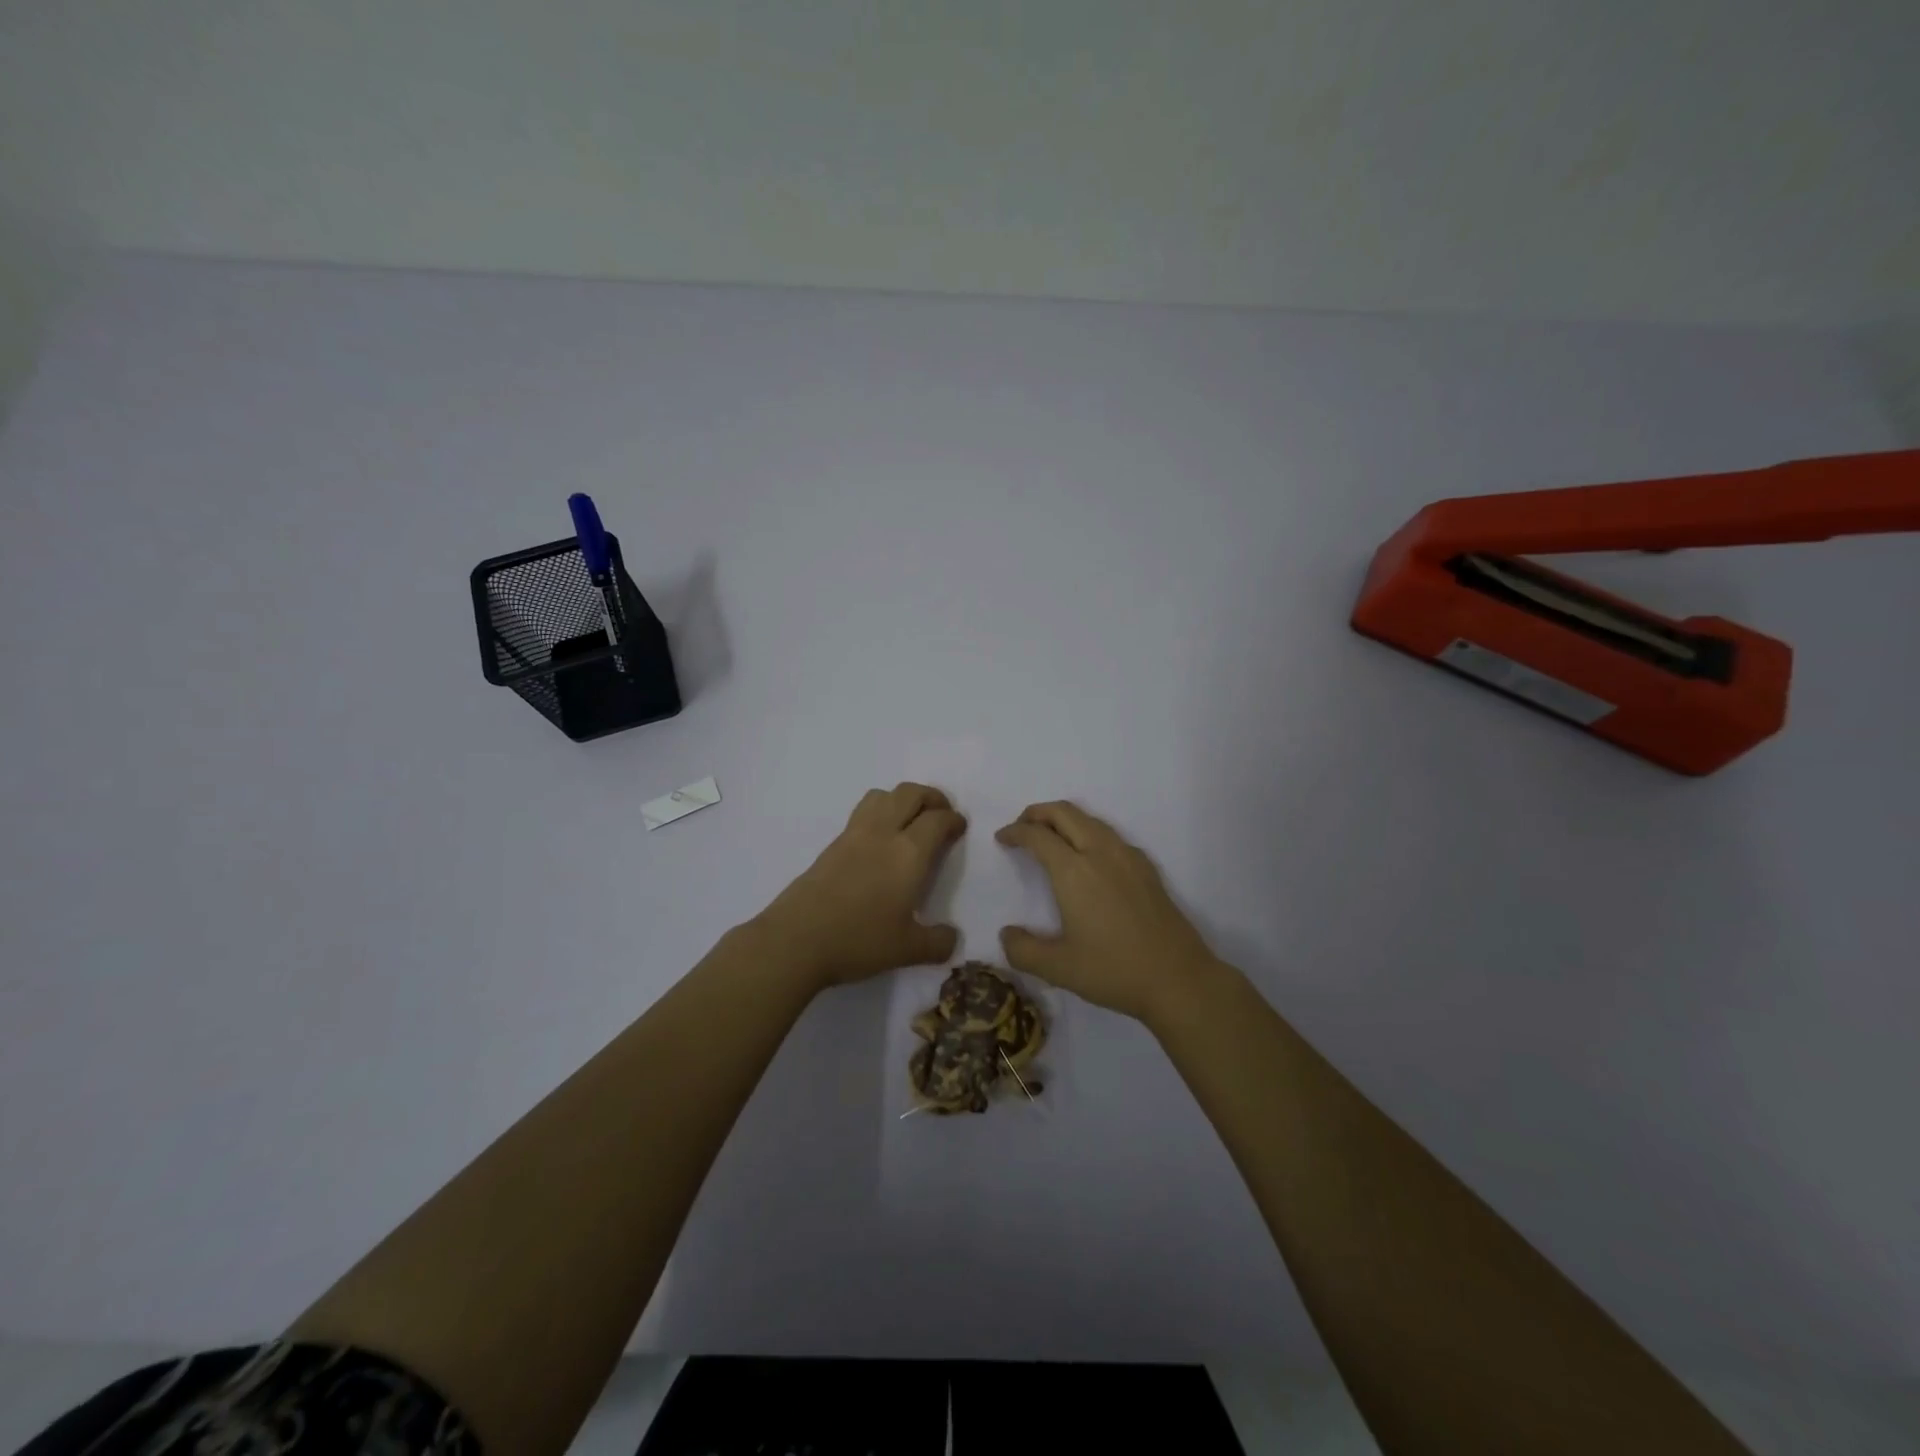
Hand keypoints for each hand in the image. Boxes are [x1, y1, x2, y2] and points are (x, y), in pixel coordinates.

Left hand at [755, 783, 965, 989]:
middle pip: (910, 794)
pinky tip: (879, 842)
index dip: (953, 819)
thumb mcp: (907, 950)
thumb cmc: (858, 940)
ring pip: (882, 795)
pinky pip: (862, 813)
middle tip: (940, 814)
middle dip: (931, 797)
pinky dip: (879, 813)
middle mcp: (883, 833)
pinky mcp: (832, 845)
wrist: (796, 939)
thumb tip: (952, 938)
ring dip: (902, 799)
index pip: (937, 820)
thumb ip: (937, 942)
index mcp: (908, 853)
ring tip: (909, 821)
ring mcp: (853, 835)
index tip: (959, 828)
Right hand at [996, 801, 1220, 1024]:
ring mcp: (1128, 857)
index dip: (1015, 832)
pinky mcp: (1146, 868)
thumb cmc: (1114, 970)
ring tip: (1050, 839)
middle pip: (1064, 813)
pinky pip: (1110, 834)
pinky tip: (1089, 858)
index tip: (1001, 838)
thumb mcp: (1058, 969)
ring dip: (1064, 819)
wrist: (1179, 978)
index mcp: (1073, 871)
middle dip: (1037, 813)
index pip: (1037, 836)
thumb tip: (1006, 934)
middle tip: (1021, 828)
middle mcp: (1100, 853)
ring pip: (1089, 819)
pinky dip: (1089, 832)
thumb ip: (1023, 950)